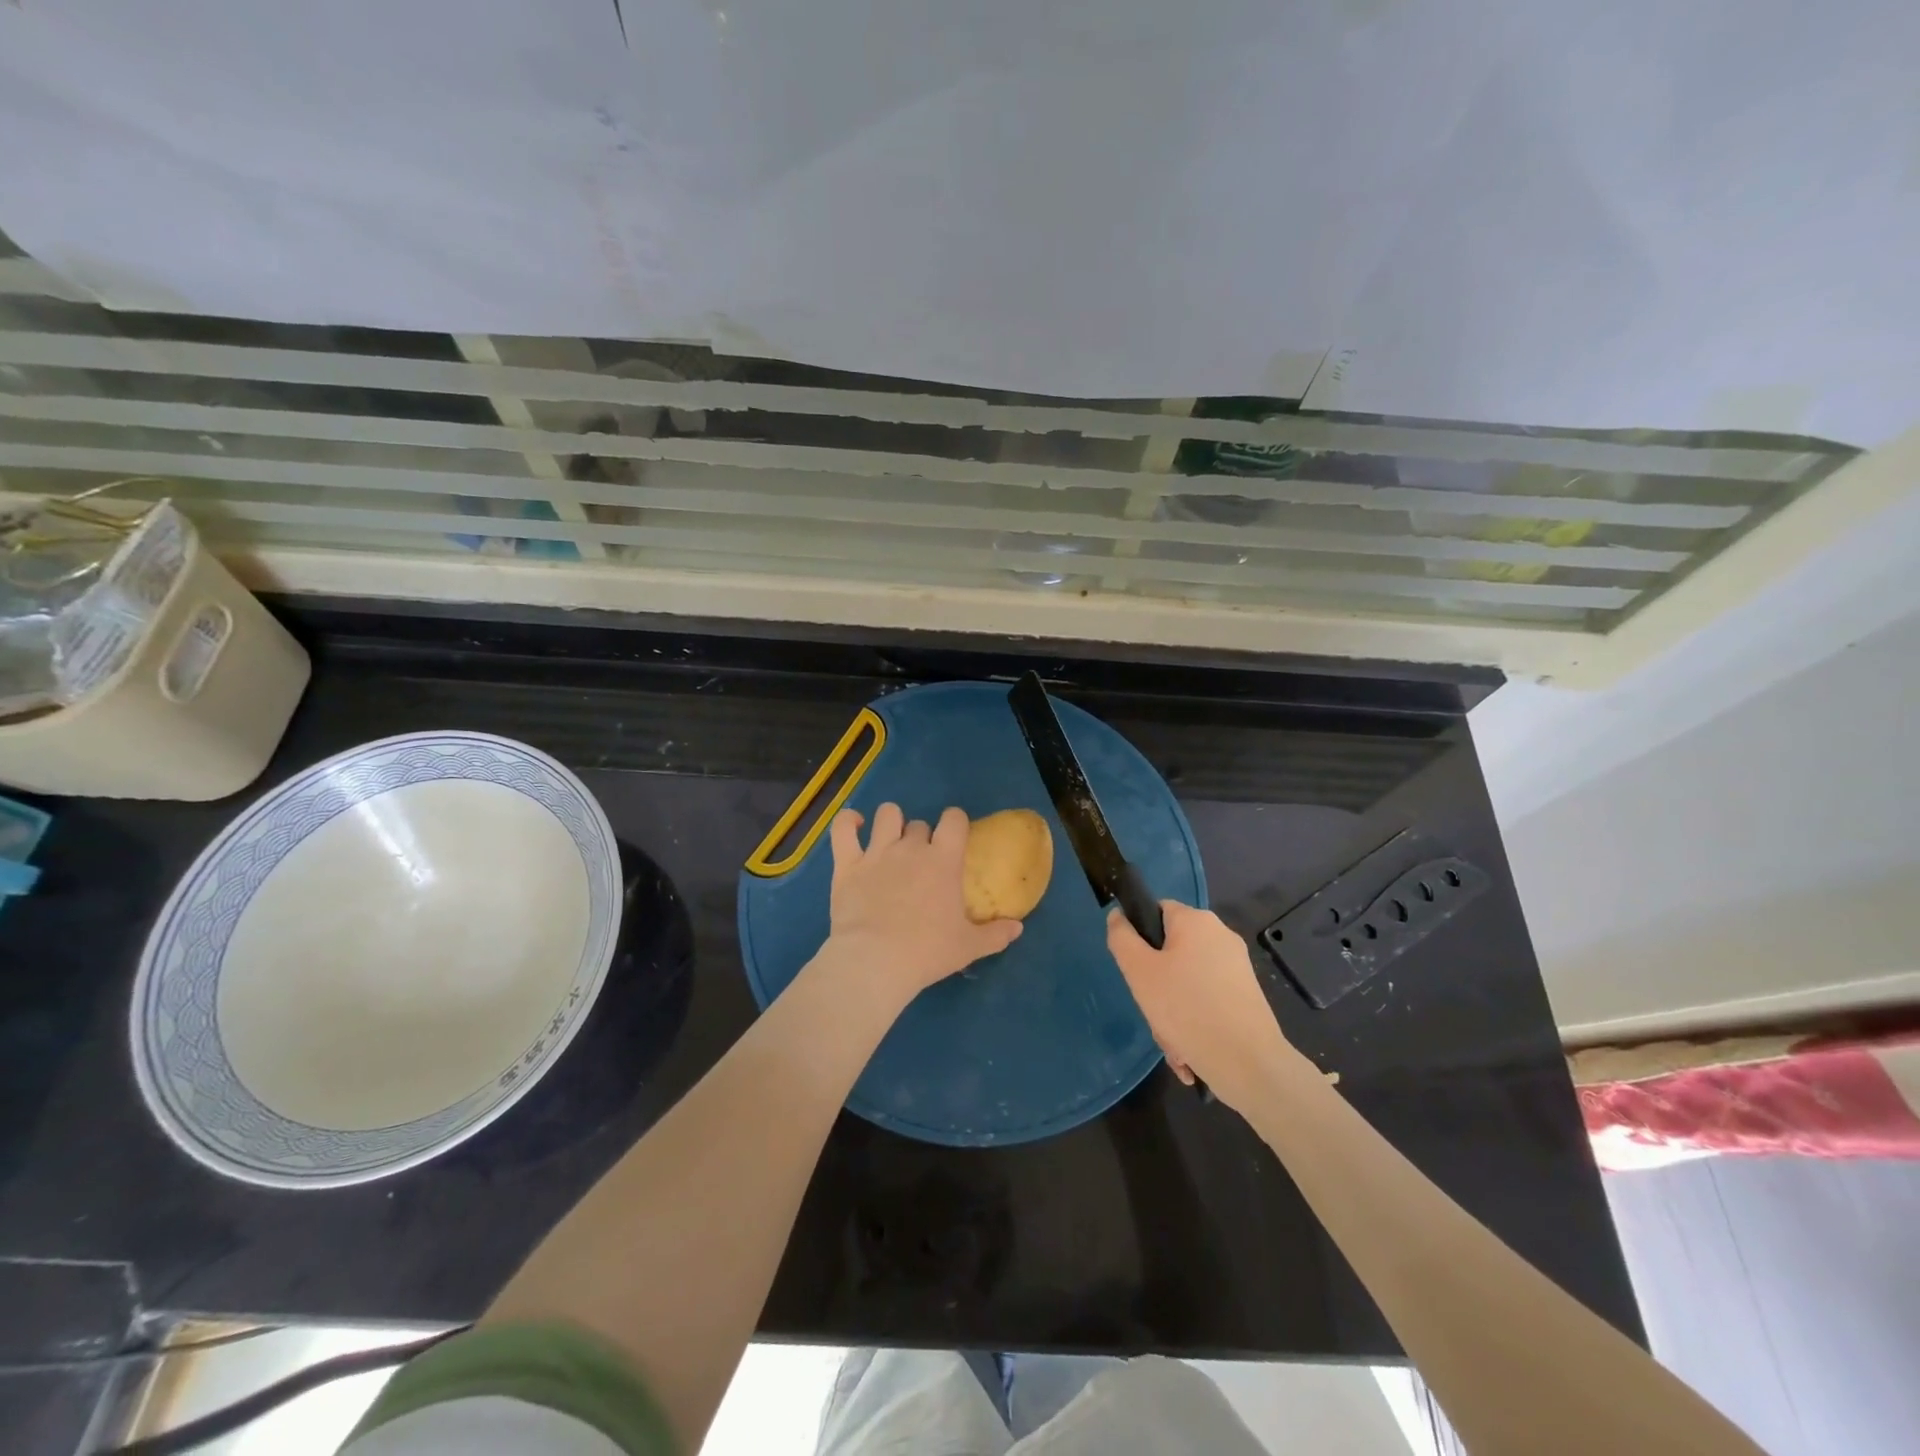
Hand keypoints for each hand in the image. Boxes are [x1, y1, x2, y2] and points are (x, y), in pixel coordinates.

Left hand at [827, 804, 1022, 1001]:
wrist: (875, 962)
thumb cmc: (927, 952)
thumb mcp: (969, 947)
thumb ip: (995, 934)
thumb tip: (1018, 927)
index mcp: (944, 860)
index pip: (954, 819)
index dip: (955, 822)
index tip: (954, 837)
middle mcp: (911, 848)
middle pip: (920, 824)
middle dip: (923, 837)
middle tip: (921, 862)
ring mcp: (877, 852)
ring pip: (887, 815)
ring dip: (891, 823)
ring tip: (890, 839)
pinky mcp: (847, 864)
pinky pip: (843, 829)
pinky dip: (848, 822)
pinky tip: (854, 825)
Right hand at [1107, 901, 1290, 1110]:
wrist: (1249, 1064)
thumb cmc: (1187, 1009)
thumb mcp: (1139, 971)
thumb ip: (1122, 938)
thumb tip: (1118, 916)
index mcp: (1196, 921)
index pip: (1157, 910)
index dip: (1140, 936)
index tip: (1136, 970)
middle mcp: (1221, 936)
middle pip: (1172, 951)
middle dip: (1157, 986)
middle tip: (1153, 1013)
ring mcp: (1237, 967)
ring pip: (1187, 982)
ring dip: (1173, 1012)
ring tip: (1173, 1044)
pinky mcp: (1247, 996)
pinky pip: (1207, 1001)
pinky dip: (1195, 1022)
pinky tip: (1189, 1053)